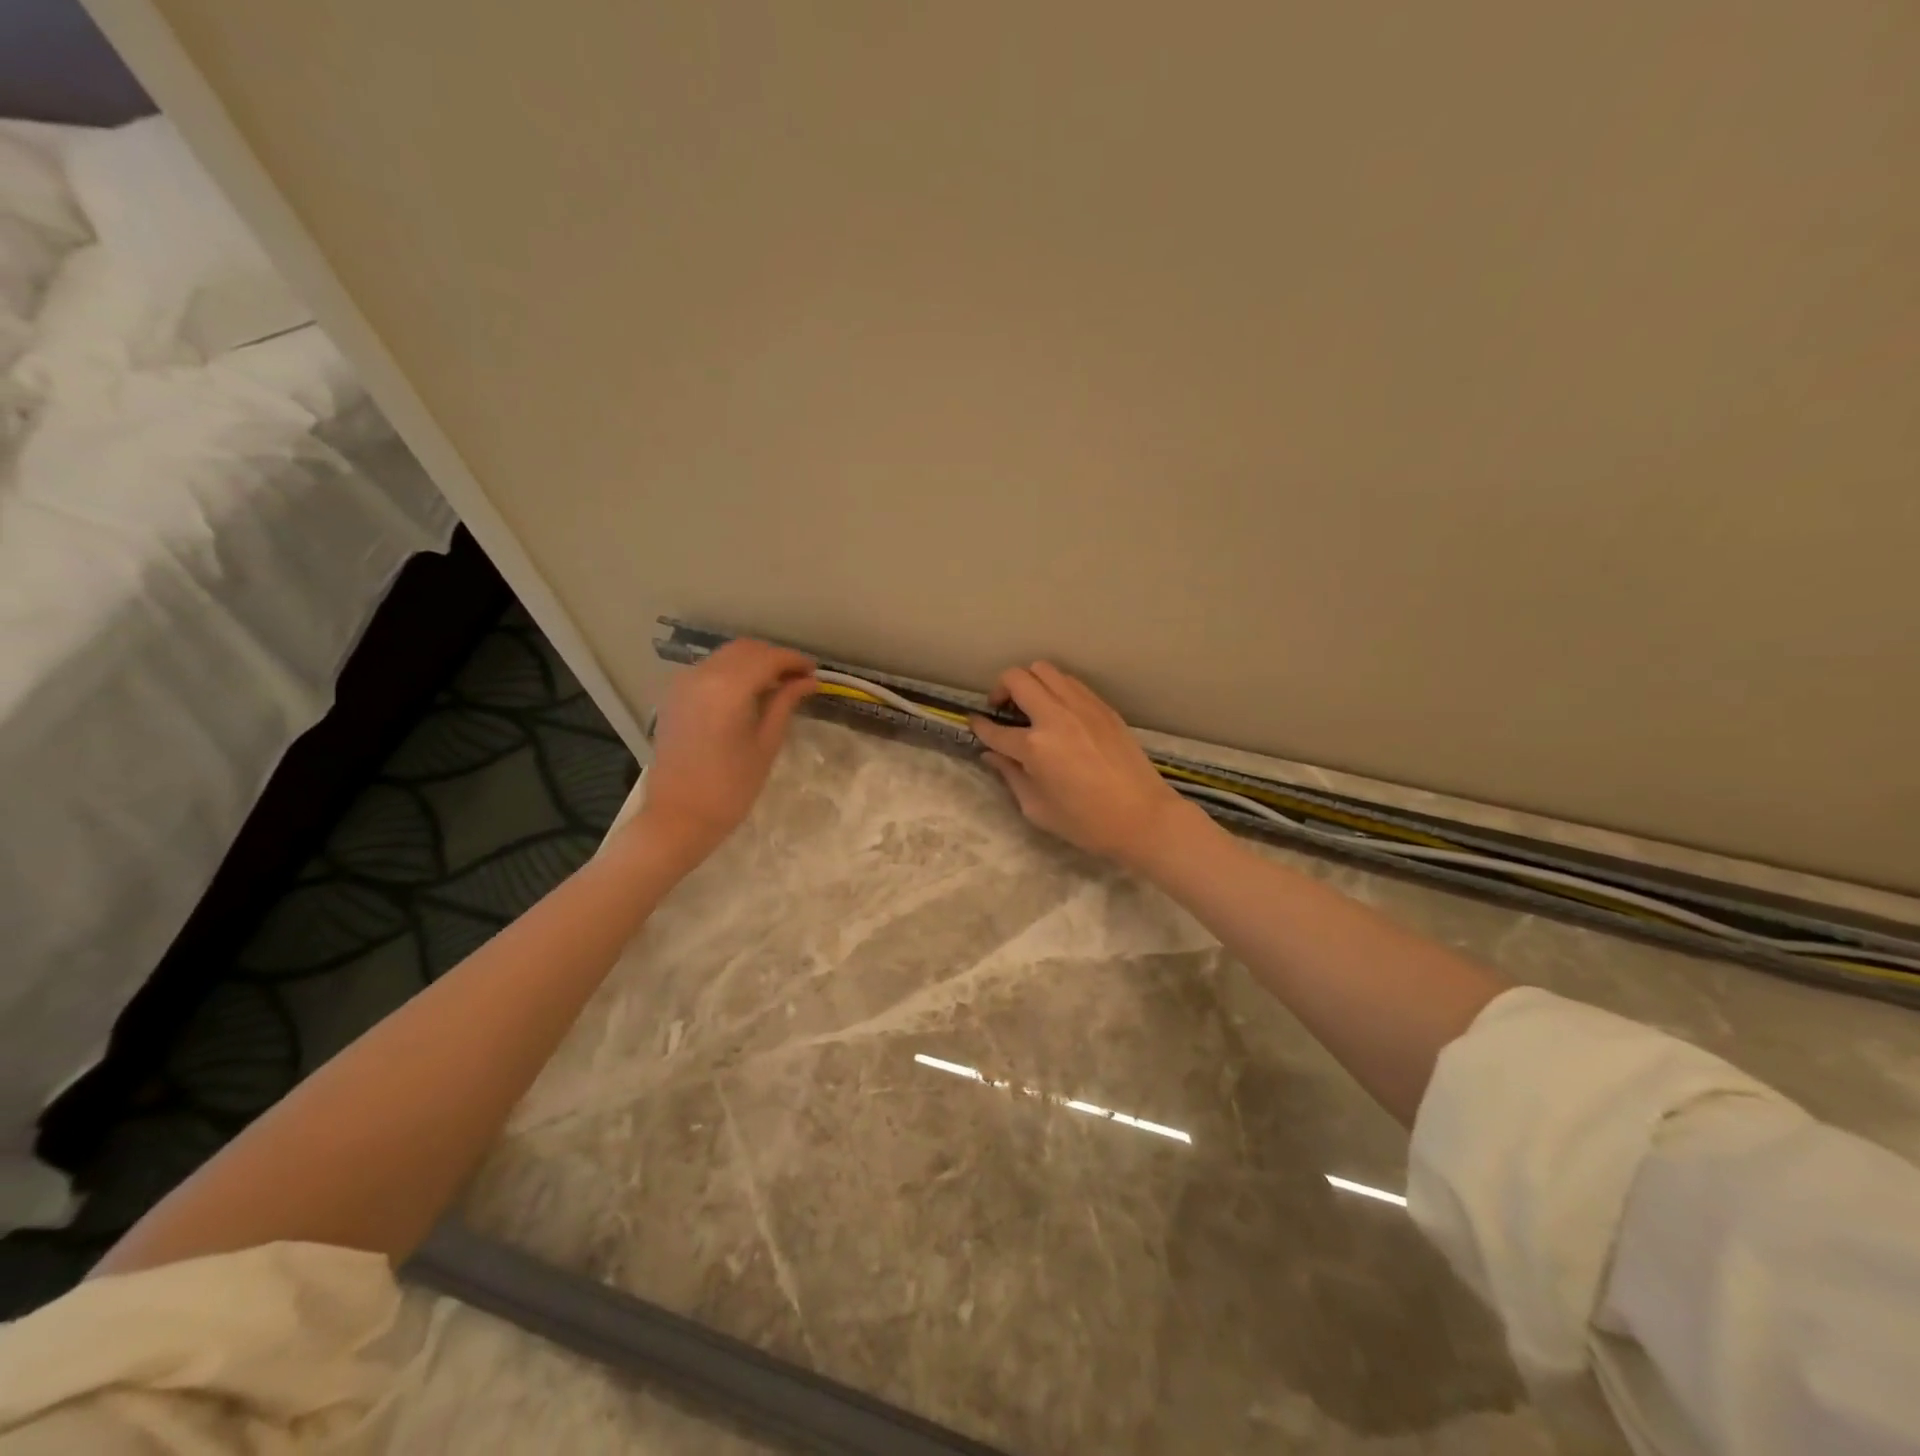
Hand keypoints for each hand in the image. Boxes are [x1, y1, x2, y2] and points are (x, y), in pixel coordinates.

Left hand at [638, 640, 816, 860]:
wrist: (678, 817)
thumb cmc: (730, 788)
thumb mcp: (766, 744)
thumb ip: (784, 704)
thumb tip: (807, 681)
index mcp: (728, 688)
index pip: (768, 658)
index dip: (794, 660)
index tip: (814, 672)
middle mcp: (702, 675)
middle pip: (745, 650)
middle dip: (774, 658)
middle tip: (799, 678)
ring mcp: (683, 683)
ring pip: (726, 657)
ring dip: (753, 663)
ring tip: (777, 686)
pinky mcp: (673, 696)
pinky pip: (708, 670)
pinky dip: (732, 672)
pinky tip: (747, 693)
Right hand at [969, 662, 1200, 869]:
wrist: (1143, 817)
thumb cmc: (1087, 823)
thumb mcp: (1037, 808)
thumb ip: (1011, 776)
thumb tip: (992, 755)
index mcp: (1035, 747)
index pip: (995, 729)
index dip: (979, 726)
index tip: (974, 723)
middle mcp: (1056, 717)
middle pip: (1017, 678)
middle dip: (1000, 689)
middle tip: (1003, 709)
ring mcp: (1082, 707)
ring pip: (1045, 670)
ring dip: (1030, 682)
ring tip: (1031, 705)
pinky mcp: (1103, 707)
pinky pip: (1070, 682)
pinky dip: (1056, 688)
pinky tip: (1058, 711)